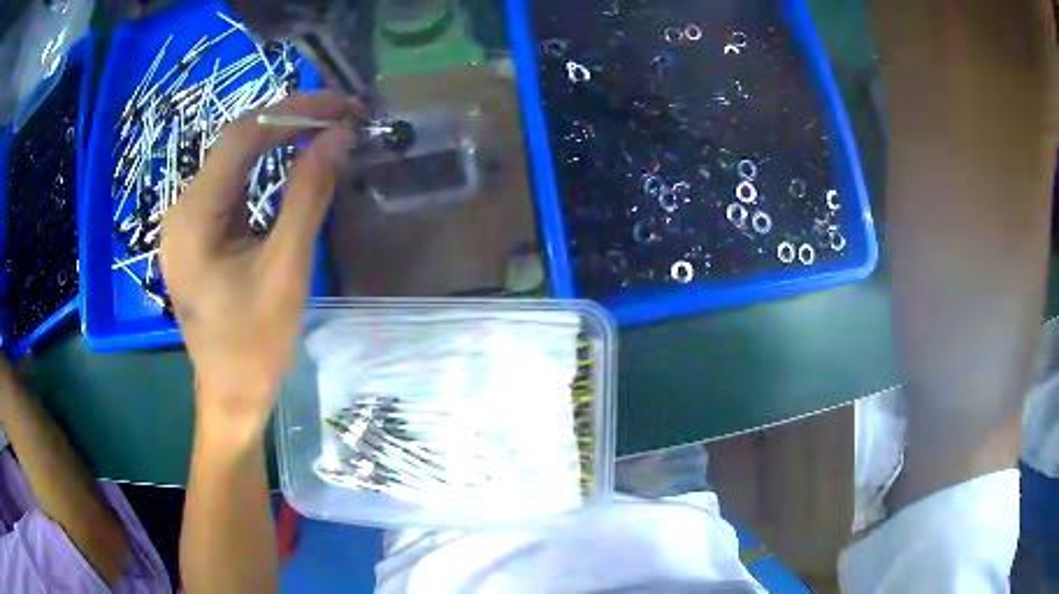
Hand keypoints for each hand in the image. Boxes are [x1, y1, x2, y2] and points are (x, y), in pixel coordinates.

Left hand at [161, 92, 356, 431]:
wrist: (230, 394)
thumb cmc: (255, 344)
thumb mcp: (286, 269)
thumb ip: (308, 196)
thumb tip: (337, 137)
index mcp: (192, 218)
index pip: (240, 137)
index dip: (292, 111)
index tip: (340, 105)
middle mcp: (181, 210)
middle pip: (235, 144)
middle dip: (288, 123)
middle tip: (340, 117)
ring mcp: (186, 221)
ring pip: (234, 162)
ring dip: (278, 142)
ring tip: (324, 131)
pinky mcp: (198, 232)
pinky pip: (232, 185)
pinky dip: (265, 168)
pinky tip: (293, 161)